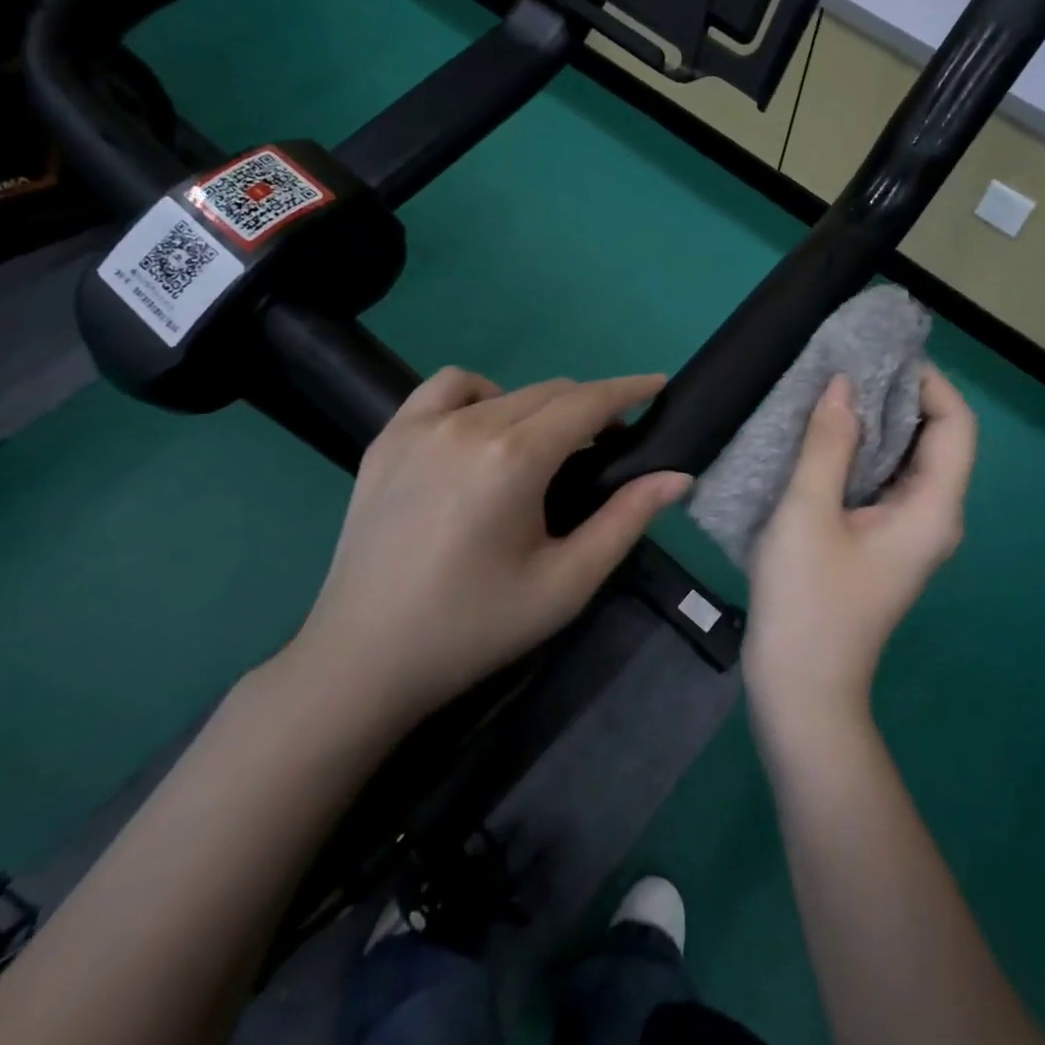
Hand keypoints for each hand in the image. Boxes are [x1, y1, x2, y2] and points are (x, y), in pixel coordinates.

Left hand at [287, 367, 691, 733]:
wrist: (365, 659)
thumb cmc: (475, 627)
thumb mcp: (566, 584)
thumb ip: (626, 520)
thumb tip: (678, 477)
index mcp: (514, 458)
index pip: (587, 402)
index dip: (629, 390)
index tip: (659, 386)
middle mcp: (467, 425)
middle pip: (550, 392)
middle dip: (591, 407)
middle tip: (610, 445)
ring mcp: (420, 426)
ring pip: (503, 388)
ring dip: (539, 403)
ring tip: (544, 446)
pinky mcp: (387, 438)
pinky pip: (445, 388)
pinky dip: (479, 395)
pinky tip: (482, 431)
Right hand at [743, 365, 976, 731]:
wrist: (800, 691)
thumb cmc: (807, 602)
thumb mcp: (809, 514)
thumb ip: (829, 444)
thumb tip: (844, 384)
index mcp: (933, 509)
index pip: (956, 425)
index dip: (929, 382)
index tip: (882, 353)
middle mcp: (932, 517)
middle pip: (934, 439)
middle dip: (898, 396)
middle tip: (847, 364)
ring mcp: (906, 534)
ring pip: (905, 461)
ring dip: (875, 424)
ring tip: (831, 391)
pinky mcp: (880, 544)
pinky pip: (881, 483)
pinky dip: (859, 453)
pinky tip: (821, 438)